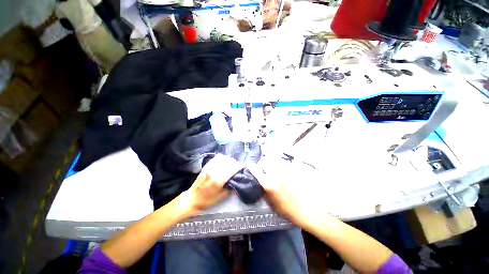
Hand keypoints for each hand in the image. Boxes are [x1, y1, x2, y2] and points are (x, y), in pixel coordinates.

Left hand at [179, 155, 243, 214]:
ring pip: (223, 158)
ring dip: (229, 160)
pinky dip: (223, 158)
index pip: (232, 168)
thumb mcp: (222, 197)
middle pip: (229, 162)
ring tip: (232, 164)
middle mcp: (214, 171)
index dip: (239, 166)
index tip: (244, 166)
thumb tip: (237, 178)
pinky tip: (225, 161)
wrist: (193, 199)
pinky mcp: (206, 166)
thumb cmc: (208, 200)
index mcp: (219, 180)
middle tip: (238, 166)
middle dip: (235, 163)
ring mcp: (209, 167)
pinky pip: (216, 158)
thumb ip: (231, 186)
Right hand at [248, 158, 326, 228]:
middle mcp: (276, 174)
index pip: (256, 170)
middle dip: (263, 163)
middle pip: (265, 160)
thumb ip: (264, 192)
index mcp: (269, 184)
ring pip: (275, 159)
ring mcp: (287, 169)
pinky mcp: (295, 168)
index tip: (250, 165)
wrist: (311, 211)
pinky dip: (283, 165)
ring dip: (273, 162)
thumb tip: (260, 182)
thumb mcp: (272, 205)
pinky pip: (286, 162)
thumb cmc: (290, 211)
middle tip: (265, 167)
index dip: (252, 166)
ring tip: (276, 168)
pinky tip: (287, 171)